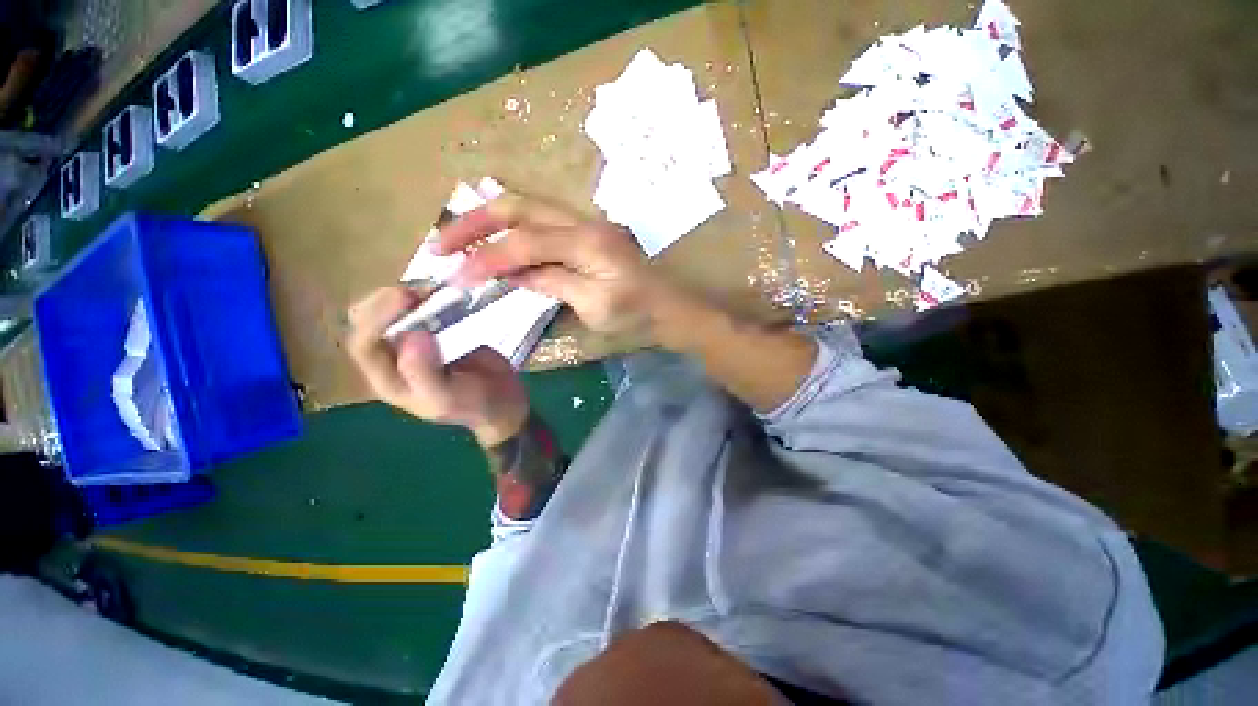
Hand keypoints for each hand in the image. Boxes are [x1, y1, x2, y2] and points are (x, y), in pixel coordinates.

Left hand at [347, 286, 529, 446]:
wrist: (502, 400)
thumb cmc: (473, 404)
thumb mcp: (447, 398)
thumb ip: (424, 373)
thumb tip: (411, 334)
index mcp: (388, 378)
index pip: (363, 344)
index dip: (377, 318)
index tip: (406, 298)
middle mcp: (393, 357)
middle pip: (366, 321)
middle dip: (386, 300)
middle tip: (418, 291)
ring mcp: (413, 340)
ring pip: (388, 309)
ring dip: (405, 294)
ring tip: (431, 287)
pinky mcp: (434, 330)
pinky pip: (418, 307)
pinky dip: (425, 295)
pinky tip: (442, 290)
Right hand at [437, 194, 677, 337]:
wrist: (670, 308)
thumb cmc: (638, 314)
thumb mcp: (594, 307)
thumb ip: (552, 283)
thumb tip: (514, 274)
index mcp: (587, 242)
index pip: (524, 243)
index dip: (487, 258)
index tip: (456, 277)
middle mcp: (584, 222)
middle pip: (520, 207)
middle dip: (475, 221)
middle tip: (441, 242)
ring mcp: (587, 224)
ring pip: (528, 209)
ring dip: (490, 220)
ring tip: (458, 238)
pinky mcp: (587, 234)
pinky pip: (541, 223)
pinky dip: (513, 231)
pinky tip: (496, 243)